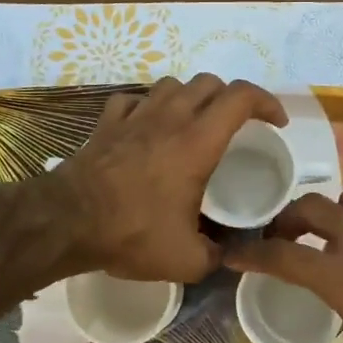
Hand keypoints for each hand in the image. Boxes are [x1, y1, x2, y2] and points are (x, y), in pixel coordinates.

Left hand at [47, 74, 286, 282]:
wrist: (66, 223)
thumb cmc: (132, 233)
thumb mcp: (186, 260)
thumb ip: (216, 256)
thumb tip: (226, 256)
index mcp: (198, 143)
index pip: (241, 97)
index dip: (266, 102)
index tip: (275, 123)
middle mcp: (170, 119)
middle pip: (209, 83)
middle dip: (231, 98)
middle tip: (236, 126)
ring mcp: (134, 117)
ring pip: (172, 84)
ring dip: (191, 97)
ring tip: (194, 122)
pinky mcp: (106, 124)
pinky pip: (133, 100)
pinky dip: (148, 107)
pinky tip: (148, 127)